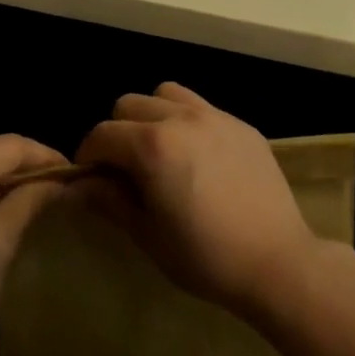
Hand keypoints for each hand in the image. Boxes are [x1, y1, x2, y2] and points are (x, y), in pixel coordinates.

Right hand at [73, 83, 319, 314]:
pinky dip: (187, 121)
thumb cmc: (205, 256)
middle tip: (127, 168)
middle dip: (118, 132)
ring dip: (153, 116)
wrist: (277, 261)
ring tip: (162, 152)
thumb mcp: (147, 234)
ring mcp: (215, 116)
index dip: (89, 156)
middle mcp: (181, 118)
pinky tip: (199, 158)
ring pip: (166, 94)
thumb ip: (109, 201)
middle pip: (130, 104)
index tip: (93, 179)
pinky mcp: (241, 124)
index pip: (102, 134)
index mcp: (153, 146)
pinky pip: (201, 107)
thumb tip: (76, 186)